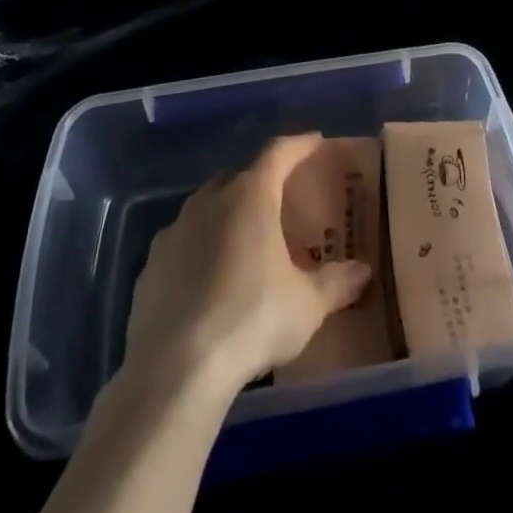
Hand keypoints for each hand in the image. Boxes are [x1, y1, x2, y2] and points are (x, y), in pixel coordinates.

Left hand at [125, 133, 372, 392]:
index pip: (279, 152)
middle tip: (280, 199)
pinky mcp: (149, 268)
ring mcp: (173, 232)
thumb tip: (363, 272)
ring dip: (225, 215)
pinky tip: (207, 280)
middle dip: (260, 181)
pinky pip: (180, 245)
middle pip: (239, 176)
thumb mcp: (307, 306)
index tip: (316, 142)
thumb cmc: (252, 320)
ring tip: (244, 241)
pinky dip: (198, 250)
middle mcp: (209, 202)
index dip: (299, 145)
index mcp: (250, 197)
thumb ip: (336, 283)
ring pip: (205, 208)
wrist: (174, 370)